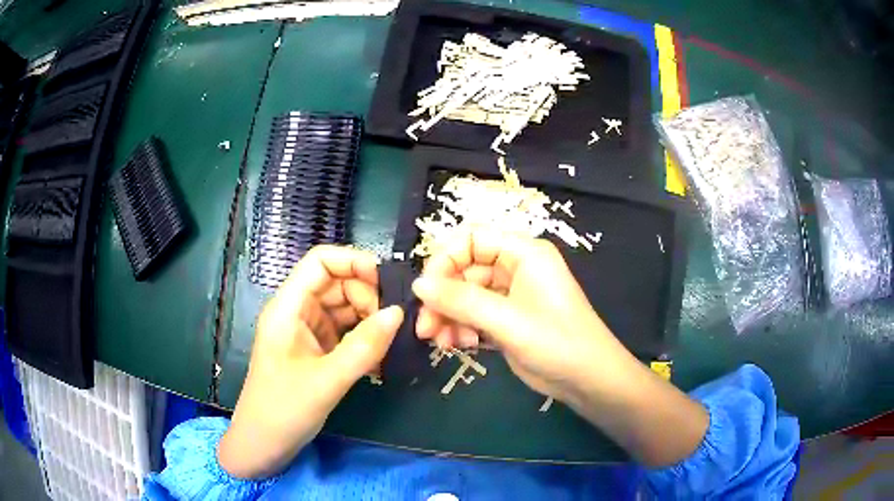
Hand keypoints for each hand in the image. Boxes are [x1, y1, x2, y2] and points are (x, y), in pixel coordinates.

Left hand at [218, 246, 402, 478]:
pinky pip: (345, 333)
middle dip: (367, 296)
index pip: (320, 261)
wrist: (263, 445)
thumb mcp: (326, 381)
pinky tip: (381, 357)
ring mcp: (307, 332)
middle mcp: (297, 312)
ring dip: (369, 320)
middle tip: (393, 324)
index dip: (354, 261)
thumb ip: (364, 347)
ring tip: (391, 343)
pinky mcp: (316, 351)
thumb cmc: (283, 410)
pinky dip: (364, 339)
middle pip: (337, 283)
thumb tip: (399, 313)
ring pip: (344, 308)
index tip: (387, 283)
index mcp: (288, 308)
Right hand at [412, 232, 633, 405]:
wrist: (586, 380)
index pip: (472, 238)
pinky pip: (473, 314)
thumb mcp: (507, 320)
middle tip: (425, 328)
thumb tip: (418, 284)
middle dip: (442, 297)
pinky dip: (461, 327)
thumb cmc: (556, 342)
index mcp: (523, 253)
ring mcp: (510, 295)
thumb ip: (461, 300)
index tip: (426, 290)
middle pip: (464, 269)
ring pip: (465, 295)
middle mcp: (515, 267)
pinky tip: (461, 346)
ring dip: (448, 316)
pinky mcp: (506, 319)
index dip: (444, 259)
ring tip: (442, 342)